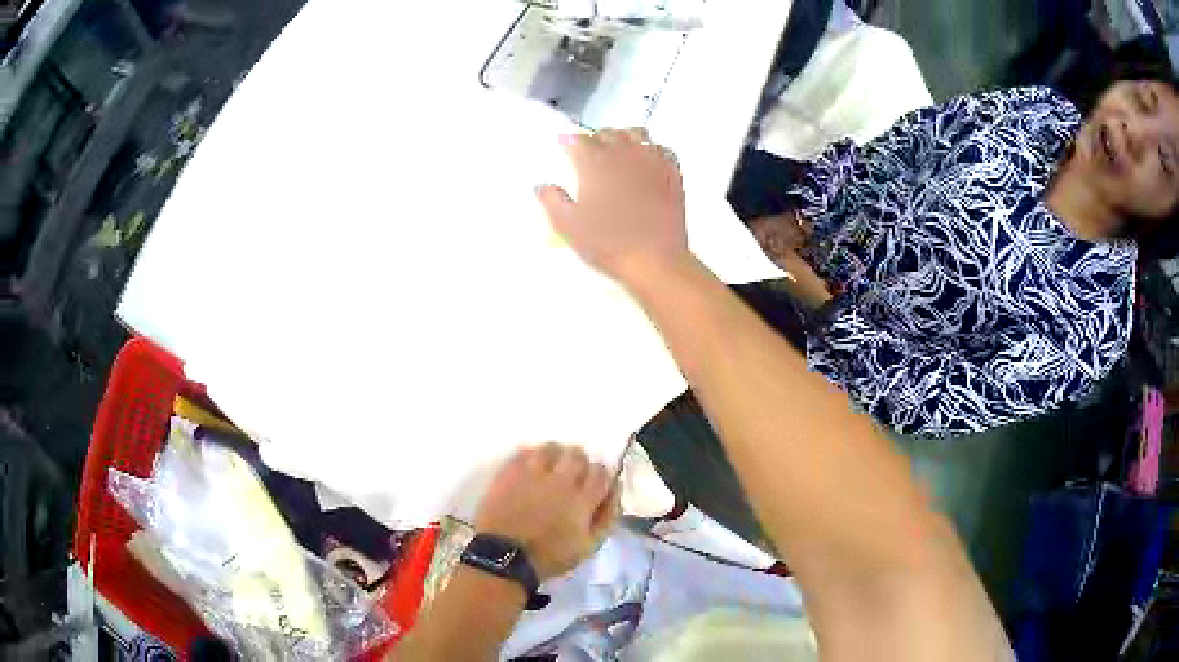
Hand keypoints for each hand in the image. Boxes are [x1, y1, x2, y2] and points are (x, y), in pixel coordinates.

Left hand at [475, 444, 620, 581]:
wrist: (504, 557)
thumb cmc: (550, 556)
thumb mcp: (589, 546)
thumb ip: (607, 517)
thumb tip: (615, 490)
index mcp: (581, 500)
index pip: (600, 472)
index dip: (600, 475)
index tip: (593, 484)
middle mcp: (559, 481)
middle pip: (577, 455)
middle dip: (579, 463)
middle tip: (573, 476)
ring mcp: (532, 474)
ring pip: (551, 448)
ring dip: (556, 456)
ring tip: (551, 468)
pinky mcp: (509, 473)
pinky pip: (524, 452)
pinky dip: (532, 456)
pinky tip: (531, 468)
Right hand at [537, 128, 690, 282]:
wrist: (657, 261)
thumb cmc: (609, 245)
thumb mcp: (570, 228)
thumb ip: (552, 201)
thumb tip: (542, 186)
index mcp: (596, 164)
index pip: (580, 140)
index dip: (571, 142)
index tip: (566, 148)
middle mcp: (625, 155)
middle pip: (608, 133)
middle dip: (596, 139)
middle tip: (591, 153)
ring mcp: (652, 161)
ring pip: (637, 134)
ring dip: (624, 138)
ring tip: (620, 152)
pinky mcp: (672, 173)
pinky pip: (662, 149)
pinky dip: (651, 150)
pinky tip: (647, 162)